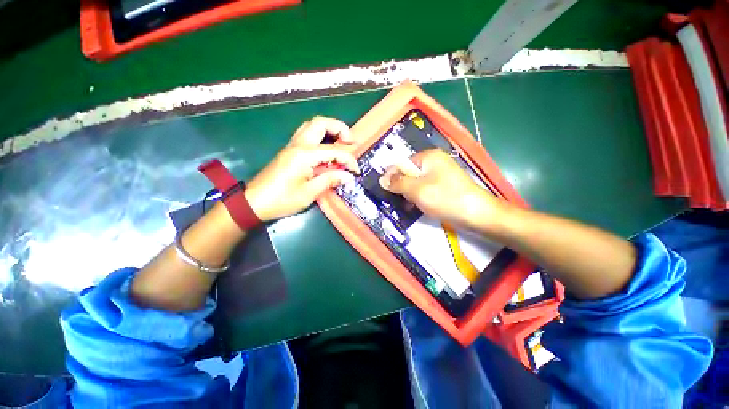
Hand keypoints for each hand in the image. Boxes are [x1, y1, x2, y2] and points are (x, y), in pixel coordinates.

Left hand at [245, 116, 359, 221]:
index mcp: (304, 155)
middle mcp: (298, 145)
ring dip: (329, 130)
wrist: (254, 202)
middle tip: (351, 143)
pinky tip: (326, 149)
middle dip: (340, 129)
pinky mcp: (289, 151)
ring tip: (341, 143)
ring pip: (312, 126)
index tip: (356, 171)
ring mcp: (292, 146)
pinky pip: (307, 135)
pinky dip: (320, 136)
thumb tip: (348, 177)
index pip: (334, 151)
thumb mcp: (309, 193)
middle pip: (321, 123)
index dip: (349, 160)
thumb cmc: (281, 200)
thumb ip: (329, 181)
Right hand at [379, 149, 501, 229]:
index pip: (402, 163)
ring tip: (410, 205)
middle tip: (400, 200)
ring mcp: (442, 174)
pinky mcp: (445, 185)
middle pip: (409, 172)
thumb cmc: (445, 199)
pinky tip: (419, 207)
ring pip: (417, 182)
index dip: (392, 176)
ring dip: (410, 194)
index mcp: (429, 157)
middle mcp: (435, 161)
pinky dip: (420, 197)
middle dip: (402, 186)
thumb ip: (398, 183)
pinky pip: (426, 188)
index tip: (384, 190)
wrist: (478, 214)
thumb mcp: (417, 190)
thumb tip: (382, 179)